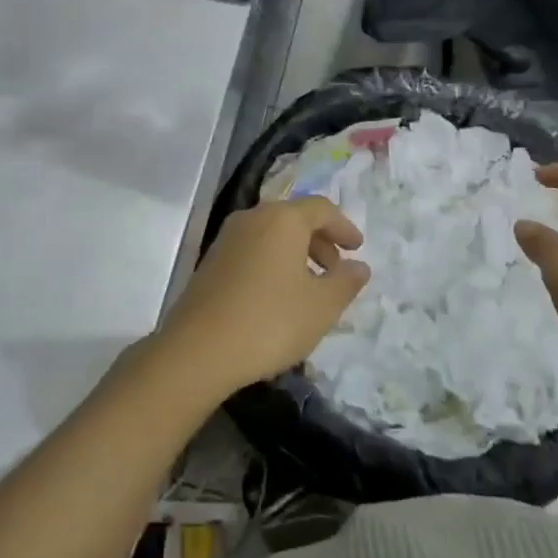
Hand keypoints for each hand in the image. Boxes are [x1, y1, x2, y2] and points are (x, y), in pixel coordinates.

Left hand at [154, 197, 369, 396]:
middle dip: (320, 241)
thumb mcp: (321, 306)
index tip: (357, 249)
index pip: (321, 209)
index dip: (343, 227)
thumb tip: (358, 266)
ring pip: (271, 235)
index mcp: (282, 219)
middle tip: (335, 271)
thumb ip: (345, 282)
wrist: (198, 349)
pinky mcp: (210, 261)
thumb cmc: (270, 321)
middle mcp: (252, 218)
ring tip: (309, 288)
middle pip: (293, 218)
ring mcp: (226, 238)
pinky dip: (272, 263)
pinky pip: (252, 250)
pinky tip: (277, 297)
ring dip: (296, 253)